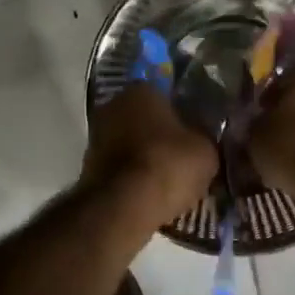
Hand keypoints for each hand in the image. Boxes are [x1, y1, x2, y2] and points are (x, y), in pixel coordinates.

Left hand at [81, 84, 217, 228]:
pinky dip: (133, 176)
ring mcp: (96, 135)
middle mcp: (113, 105)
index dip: (183, 114)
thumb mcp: (206, 150)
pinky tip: (150, 192)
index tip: (195, 133)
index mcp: (142, 90)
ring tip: (169, 178)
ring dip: (145, 156)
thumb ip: (204, 137)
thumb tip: (202, 137)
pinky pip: (120, 166)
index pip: (167, 94)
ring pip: (131, 142)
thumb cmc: (168, 165)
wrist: (124, 205)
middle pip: (145, 118)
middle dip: (161, 135)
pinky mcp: (88, 165)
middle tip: (184, 156)